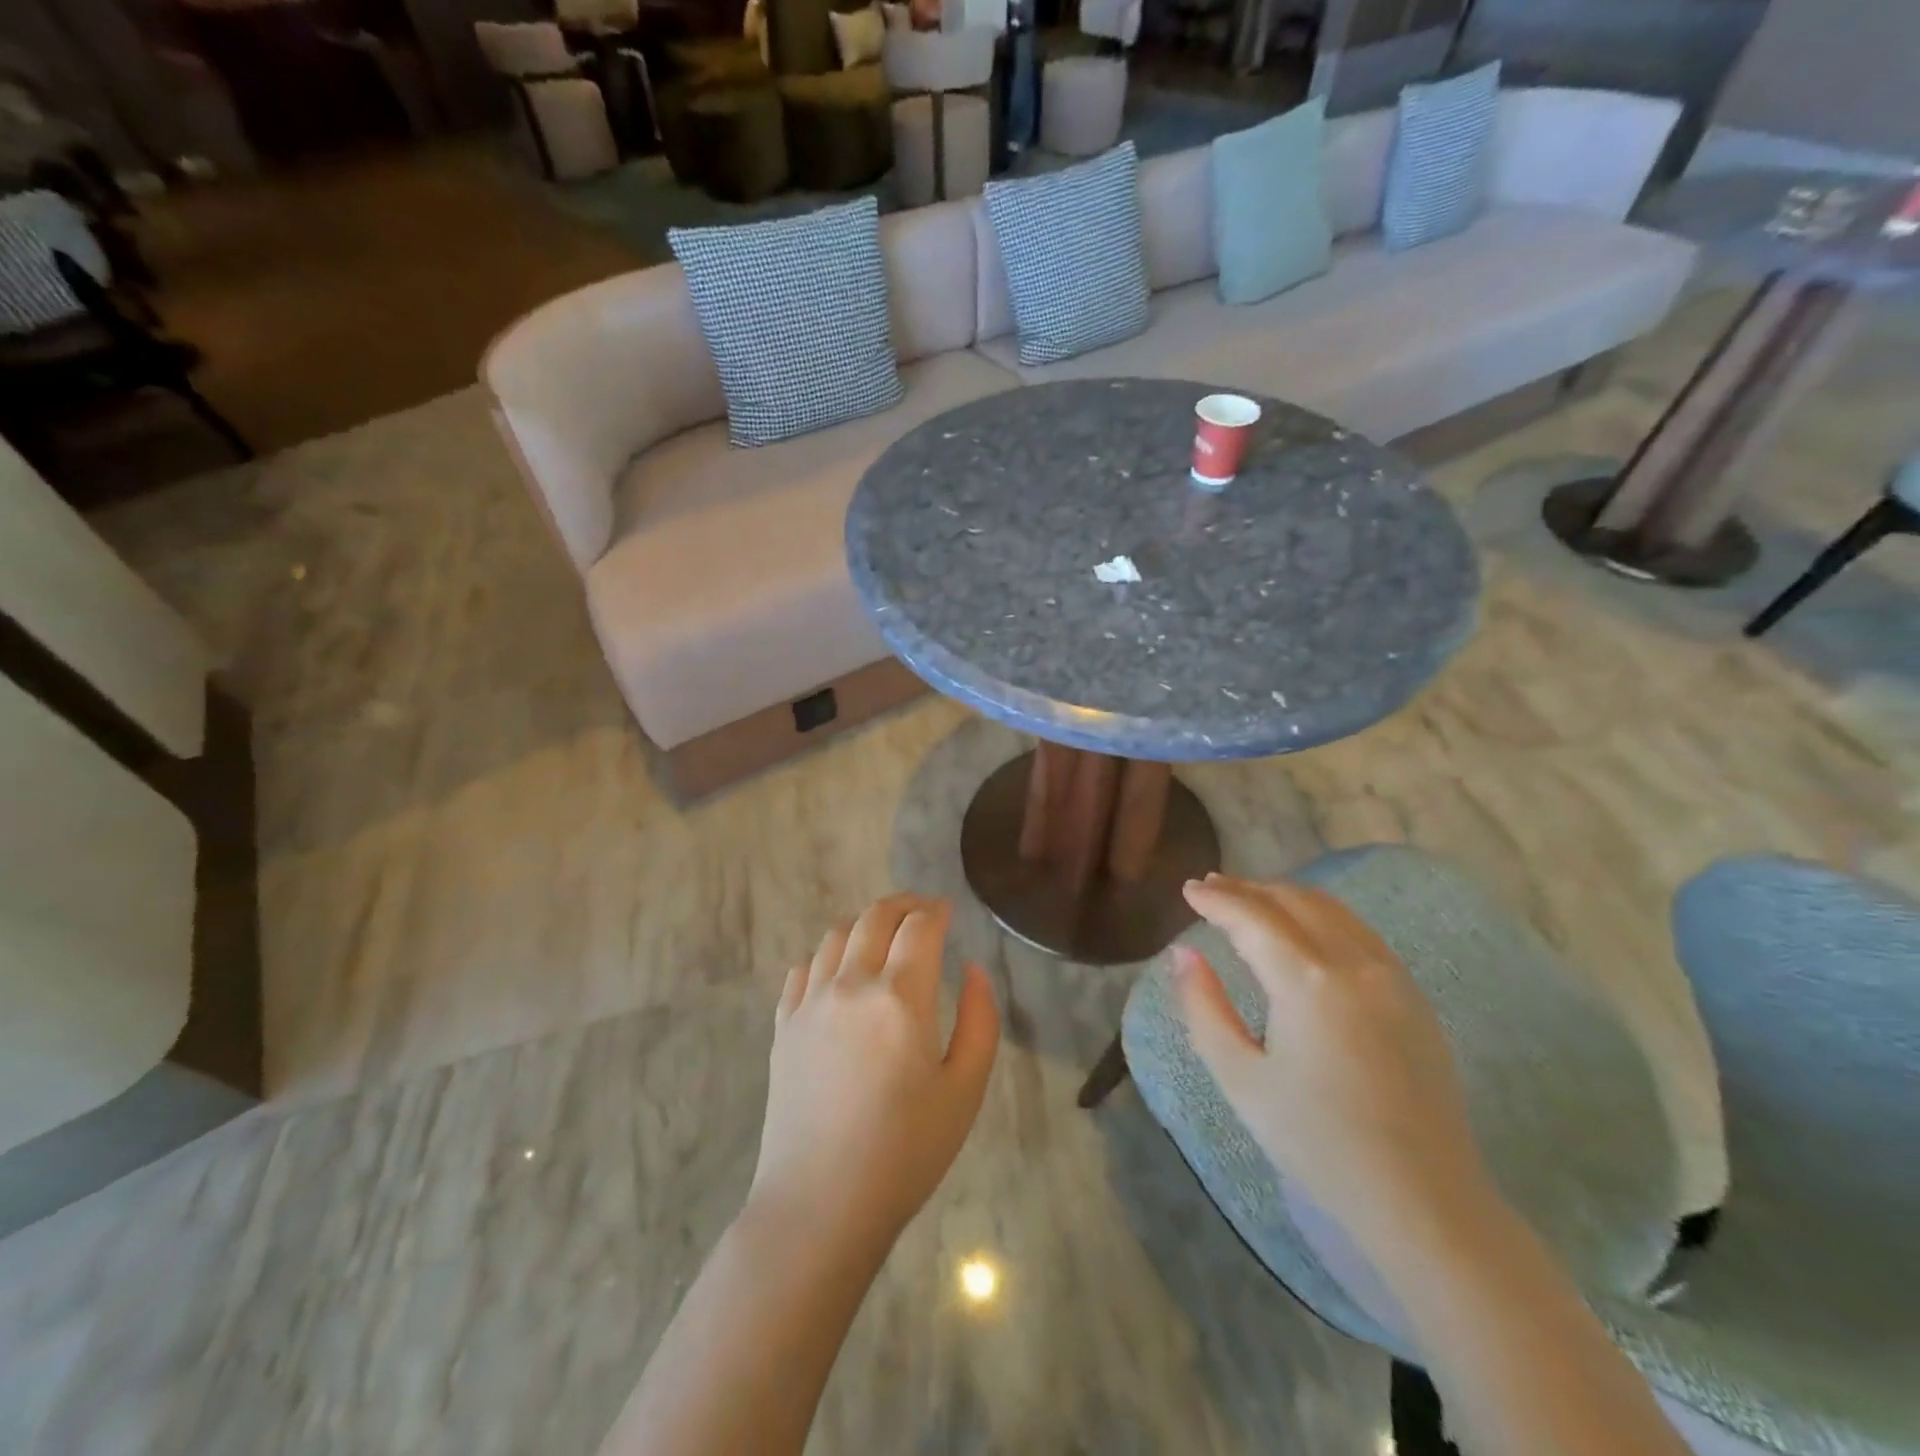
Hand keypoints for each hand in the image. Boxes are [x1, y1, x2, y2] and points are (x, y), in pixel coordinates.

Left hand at [748, 894, 1000, 1250]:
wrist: (820, 1205)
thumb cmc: (905, 1152)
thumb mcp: (965, 1090)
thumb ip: (980, 1021)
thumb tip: (973, 969)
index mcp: (900, 997)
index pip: (920, 927)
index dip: (937, 911)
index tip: (948, 911)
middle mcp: (852, 985)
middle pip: (875, 917)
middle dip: (903, 905)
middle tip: (921, 912)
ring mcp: (810, 1002)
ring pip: (835, 935)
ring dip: (864, 924)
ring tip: (882, 936)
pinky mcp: (783, 1025)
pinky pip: (802, 968)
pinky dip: (826, 956)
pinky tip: (838, 973)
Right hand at [1172, 873, 1488, 1246]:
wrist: (1424, 1201)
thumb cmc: (1318, 1143)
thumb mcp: (1240, 1078)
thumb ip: (1203, 1007)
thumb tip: (1182, 953)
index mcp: (1306, 981)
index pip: (1252, 917)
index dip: (1216, 899)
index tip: (1188, 890)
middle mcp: (1353, 963)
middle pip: (1292, 902)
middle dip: (1247, 889)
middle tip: (1210, 888)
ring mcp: (1391, 976)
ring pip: (1331, 910)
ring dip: (1285, 897)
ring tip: (1251, 900)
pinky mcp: (1413, 997)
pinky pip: (1359, 933)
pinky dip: (1321, 916)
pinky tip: (1304, 931)